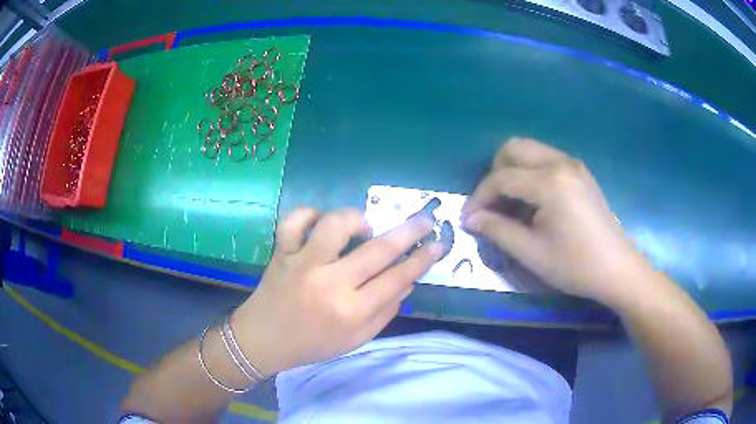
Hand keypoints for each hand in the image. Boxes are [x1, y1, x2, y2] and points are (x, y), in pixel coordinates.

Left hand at [231, 208, 442, 375]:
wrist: (263, 340)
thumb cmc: (312, 344)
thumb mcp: (355, 340)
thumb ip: (385, 312)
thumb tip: (408, 281)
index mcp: (351, 311)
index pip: (397, 279)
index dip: (422, 260)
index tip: (438, 245)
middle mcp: (329, 284)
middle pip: (377, 250)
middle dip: (409, 231)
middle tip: (425, 219)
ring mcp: (302, 264)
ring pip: (335, 226)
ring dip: (356, 219)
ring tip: (364, 227)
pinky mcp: (282, 252)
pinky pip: (294, 221)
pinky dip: (308, 214)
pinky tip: (319, 223)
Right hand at [462, 137, 641, 303]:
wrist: (617, 269)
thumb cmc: (575, 265)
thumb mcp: (532, 253)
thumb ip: (498, 230)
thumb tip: (471, 219)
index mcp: (550, 182)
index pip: (502, 178)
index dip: (479, 197)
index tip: (468, 218)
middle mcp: (560, 163)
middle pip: (513, 148)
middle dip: (495, 173)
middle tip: (492, 204)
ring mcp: (573, 164)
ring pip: (530, 150)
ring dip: (512, 171)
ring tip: (510, 203)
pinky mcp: (580, 172)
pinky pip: (545, 159)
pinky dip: (530, 173)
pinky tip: (533, 201)